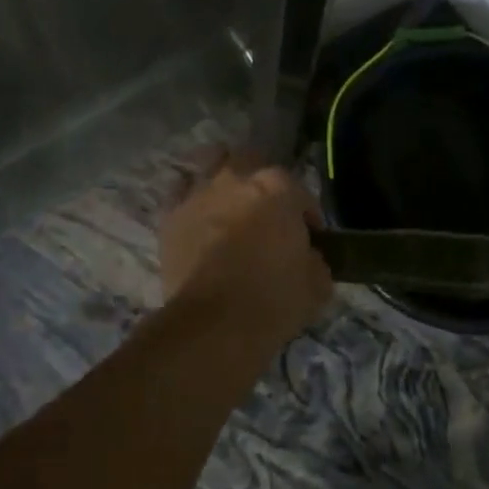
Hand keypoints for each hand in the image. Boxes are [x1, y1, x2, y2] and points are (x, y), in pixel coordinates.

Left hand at [160, 156, 333, 344]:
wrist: (214, 324)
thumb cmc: (273, 301)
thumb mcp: (317, 284)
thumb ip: (314, 259)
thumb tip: (307, 257)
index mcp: (278, 188)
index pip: (300, 193)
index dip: (306, 215)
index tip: (309, 238)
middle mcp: (237, 179)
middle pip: (251, 163)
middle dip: (260, 183)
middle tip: (266, 213)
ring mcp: (200, 193)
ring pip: (211, 166)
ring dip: (223, 182)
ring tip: (228, 205)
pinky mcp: (170, 216)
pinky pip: (181, 195)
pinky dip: (192, 202)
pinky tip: (198, 219)